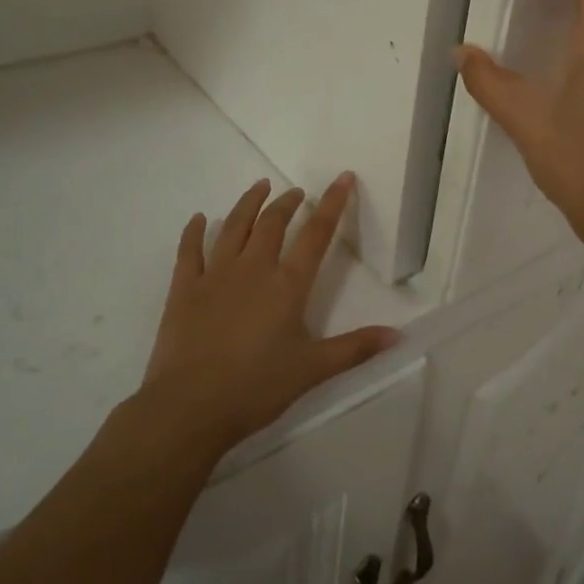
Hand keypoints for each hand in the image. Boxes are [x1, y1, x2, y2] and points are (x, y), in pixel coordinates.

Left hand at [142, 174, 398, 451]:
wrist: (190, 406)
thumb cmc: (257, 387)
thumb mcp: (313, 369)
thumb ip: (356, 348)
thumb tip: (399, 335)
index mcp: (288, 285)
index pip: (316, 234)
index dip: (333, 204)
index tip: (342, 178)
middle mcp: (253, 269)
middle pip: (273, 223)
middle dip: (288, 202)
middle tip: (296, 191)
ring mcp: (215, 275)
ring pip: (234, 227)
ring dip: (248, 204)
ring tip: (259, 187)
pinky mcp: (184, 289)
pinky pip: (190, 250)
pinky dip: (195, 231)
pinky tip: (199, 219)